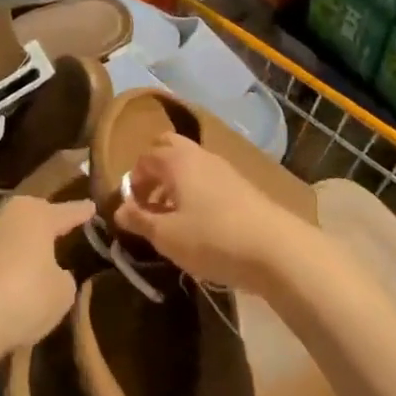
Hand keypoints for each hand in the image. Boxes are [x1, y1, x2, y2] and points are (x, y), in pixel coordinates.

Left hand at [0, 195, 94, 361]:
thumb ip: (63, 277)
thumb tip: (54, 272)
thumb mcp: (62, 293)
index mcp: (37, 216)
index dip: (81, 212)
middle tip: (60, 229)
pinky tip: (5, 277)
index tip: (91, 206)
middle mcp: (8, 215)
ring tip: (33, 255)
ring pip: (9, 232)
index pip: (66, 212)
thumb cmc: (25, 297)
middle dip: (46, 221)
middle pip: (33, 215)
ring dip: (20, 243)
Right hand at [113, 136, 302, 290]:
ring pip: (189, 163)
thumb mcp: (167, 236)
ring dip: (175, 182)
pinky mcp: (241, 184)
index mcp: (175, 160)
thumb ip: (139, 220)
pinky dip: (195, 190)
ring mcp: (222, 166)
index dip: (132, 182)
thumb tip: (119, 209)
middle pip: (168, 148)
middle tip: (150, 202)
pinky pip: (207, 177)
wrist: (275, 248)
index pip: (143, 159)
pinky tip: (200, 221)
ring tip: (173, 217)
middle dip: (154, 170)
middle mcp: (197, 154)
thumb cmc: (212, 238)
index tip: (131, 210)